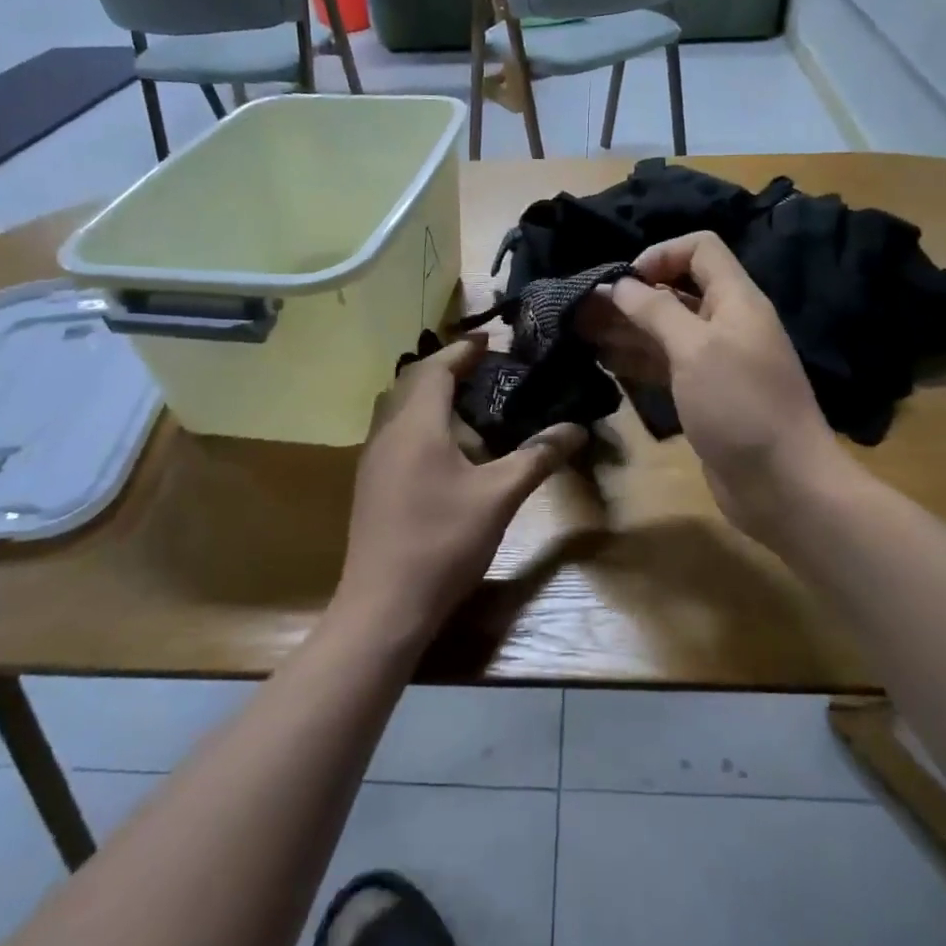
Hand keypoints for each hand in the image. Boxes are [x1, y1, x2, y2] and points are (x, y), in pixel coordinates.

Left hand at [333, 339, 585, 645]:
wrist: (384, 605)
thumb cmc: (444, 542)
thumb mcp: (500, 497)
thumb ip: (537, 457)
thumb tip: (576, 429)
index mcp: (416, 424)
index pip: (436, 367)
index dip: (463, 350)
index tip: (490, 341)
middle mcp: (387, 431)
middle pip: (411, 381)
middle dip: (445, 367)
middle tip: (482, 367)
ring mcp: (372, 458)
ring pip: (397, 406)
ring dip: (427, 393)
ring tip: (464, 399)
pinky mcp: (369, 482)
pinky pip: (393, 431)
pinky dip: (417, 419)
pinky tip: (441, 445)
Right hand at [579, 232, 842, 537]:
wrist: (783, 485)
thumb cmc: (741, 406)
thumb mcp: (696, 349)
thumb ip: (657, 311)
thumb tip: (621, 284)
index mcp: (735, 300)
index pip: (700, 249)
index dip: (660, 255)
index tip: (624, 283)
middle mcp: (726, 324)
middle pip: (675, 291)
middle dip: (631, 296)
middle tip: (582, 309)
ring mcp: (715, 362)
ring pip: (665, 331)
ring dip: (626, 328)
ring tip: (580, 331)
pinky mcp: (703, 395)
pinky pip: (666, 365)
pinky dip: (636, 359)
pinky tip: (603, 361)